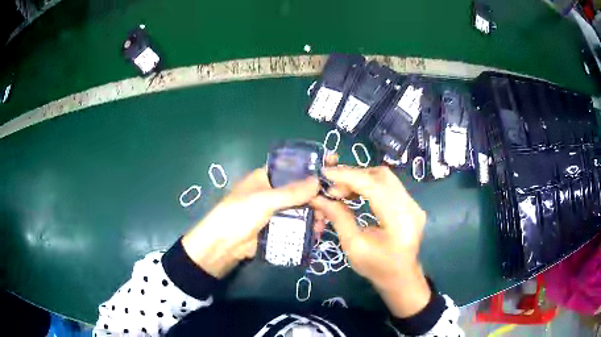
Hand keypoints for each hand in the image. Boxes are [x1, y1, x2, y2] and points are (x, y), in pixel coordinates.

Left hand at [182, 167, 320, 277]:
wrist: (224, 246)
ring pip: (302, 208)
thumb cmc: (239, 214)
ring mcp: (277, 211)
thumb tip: (319, 180)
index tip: (332, 164)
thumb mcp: (264, 200)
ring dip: (315, 213)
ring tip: (324, 221)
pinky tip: (317, 231)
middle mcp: (273, 191)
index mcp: (266, 177)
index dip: (311, 165)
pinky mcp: (279, 228)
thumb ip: (292, 192)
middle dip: (317, 195)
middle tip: (334, 201)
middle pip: (301, 189)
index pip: (293, 166)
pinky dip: (308, 226)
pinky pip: (298, 224)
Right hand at [311, 166, 430, 317]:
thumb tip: (319, 198)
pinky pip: (388, 185)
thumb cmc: (376, 268)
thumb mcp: (353, 246)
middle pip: (382, 176)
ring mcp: (414, 204)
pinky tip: (355, 194)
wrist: (401, 277)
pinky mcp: (411, 204)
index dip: (348, 176)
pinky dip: (369, 184)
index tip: (325, 173)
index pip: (374, 186)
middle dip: (353, 176)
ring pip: (385, 177)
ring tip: (341, 191)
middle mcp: (411, 207)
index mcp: (400, 221)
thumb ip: (339, 218)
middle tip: (332, 188)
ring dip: (360, 179)